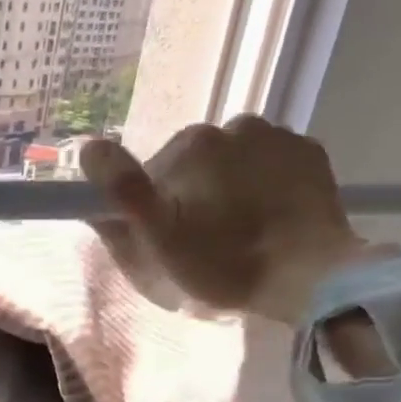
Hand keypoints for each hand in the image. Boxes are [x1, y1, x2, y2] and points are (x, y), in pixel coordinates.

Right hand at [81, 116, 387, 323]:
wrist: (310, 276)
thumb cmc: (223, 262)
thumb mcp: (157, 238)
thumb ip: (121, 189)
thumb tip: (89, 148)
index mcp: (191, 144)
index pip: (151, 174)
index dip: (151, 208)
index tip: (166, 239)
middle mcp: (234, 125)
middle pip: (193, 165)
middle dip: (190, 195)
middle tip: (202, 241)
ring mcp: (278, 135)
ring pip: (232, 163)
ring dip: (227, 189)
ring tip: (238, 232)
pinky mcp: (311, 153)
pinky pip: (269, 165)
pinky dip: (262, 186)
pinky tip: (266, 220)